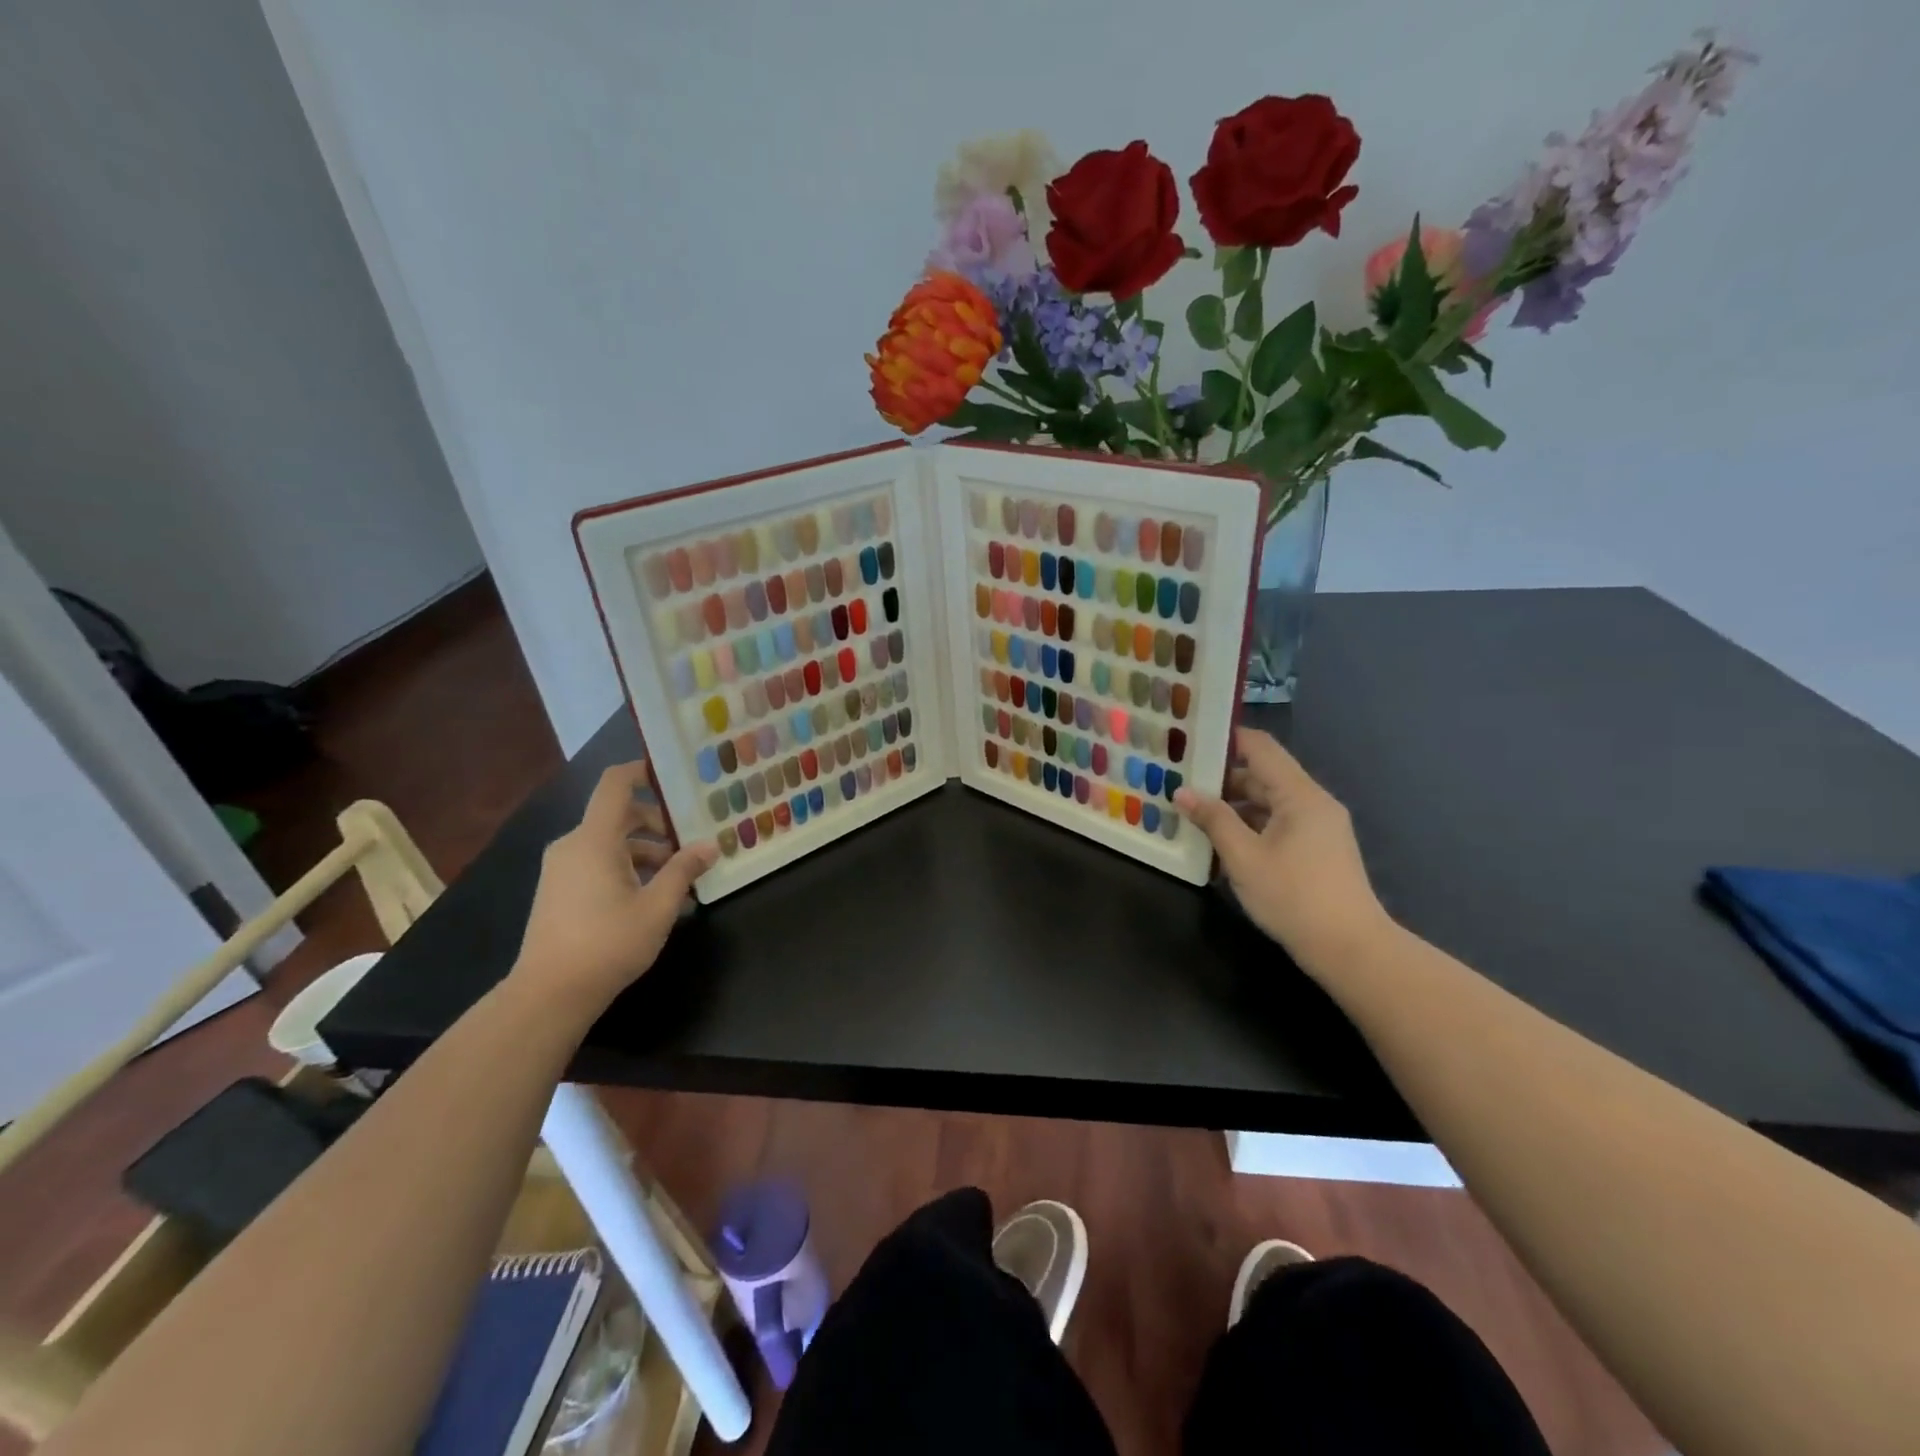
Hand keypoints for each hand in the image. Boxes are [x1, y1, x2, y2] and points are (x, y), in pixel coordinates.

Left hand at [512, 761, 716, 1010]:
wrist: (549, 994)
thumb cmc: (608, 943)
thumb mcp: (659, 906)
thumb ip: (685, 870)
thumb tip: (710, 846)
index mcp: (594, 839)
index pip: (615, 784)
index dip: (641, 770)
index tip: (672, 774)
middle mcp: (573, 845)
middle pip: (619, 815)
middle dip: (658, 824)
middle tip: (692, 840)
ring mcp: (562, 869)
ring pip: (610, 843)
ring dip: (646, 851)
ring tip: (680, 877)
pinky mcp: (558, 891)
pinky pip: (597, 863)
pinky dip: (626, 867)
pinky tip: (653, 897)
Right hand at [1175, 728, 1388, 968]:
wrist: (1350, 950)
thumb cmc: (1294, 897)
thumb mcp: (1244, 858)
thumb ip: (1213, 820)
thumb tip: (1182, 792)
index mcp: (1299, 795)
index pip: (1260, 747)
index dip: (1226, 738)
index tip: (1190, 740)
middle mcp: (1312, 802)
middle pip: (1262, 775)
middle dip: (1221, 778)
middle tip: (1179, 781)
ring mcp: (1318, 827)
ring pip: (1268, 803)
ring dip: (1232, 806)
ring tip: (1191, 812)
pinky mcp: (1316, 850)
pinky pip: (1277, 824)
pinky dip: (1249, 826)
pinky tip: (1220, 842)